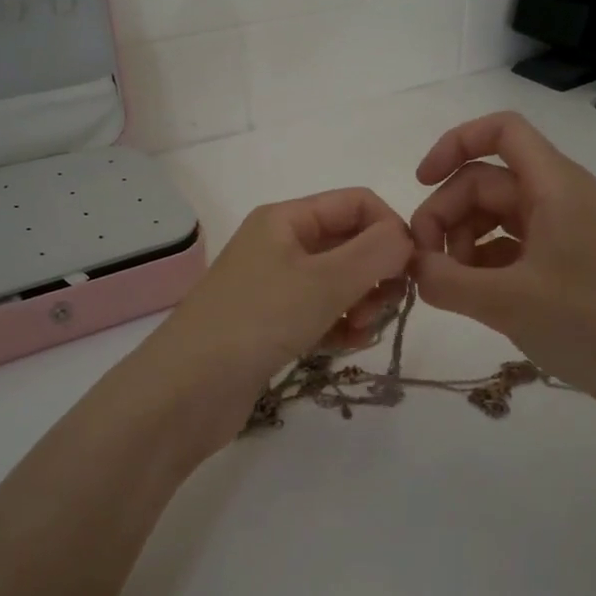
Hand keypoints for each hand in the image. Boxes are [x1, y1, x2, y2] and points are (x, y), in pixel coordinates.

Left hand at [128, 189, 412, 452]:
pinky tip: (345, 346)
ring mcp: (276, 286)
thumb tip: (407, 237)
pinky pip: (322, 313)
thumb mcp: (324, 281)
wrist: (185, 391)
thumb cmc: (256, 321)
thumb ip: (376, 252)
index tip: (410, 272)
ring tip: (359, 331)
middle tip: (381, 308)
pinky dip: (341, 325)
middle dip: (377, 273)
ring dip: (362, 303)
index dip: (390, 229)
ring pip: (340, 282)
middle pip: (351, 243)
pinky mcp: (273, 325)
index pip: (357, 203)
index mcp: (286, 219)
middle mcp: (281, 245)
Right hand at [409, 112, 595, 417]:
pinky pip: (510, 251)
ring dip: (461, 243)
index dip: (454, 144)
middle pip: (486, 181)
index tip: (420, 182)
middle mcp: (559, 200)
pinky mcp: (565, 270)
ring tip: (447, 286)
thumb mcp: (507, 301)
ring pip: (495, 218)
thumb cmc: (591, 323)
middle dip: (447, 213)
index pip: (501, 131)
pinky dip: (482, 266)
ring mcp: (564, 236)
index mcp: (554, 185)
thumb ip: (445, 280)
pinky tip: (469, 298)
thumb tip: (412, 267)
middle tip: (425, 263)